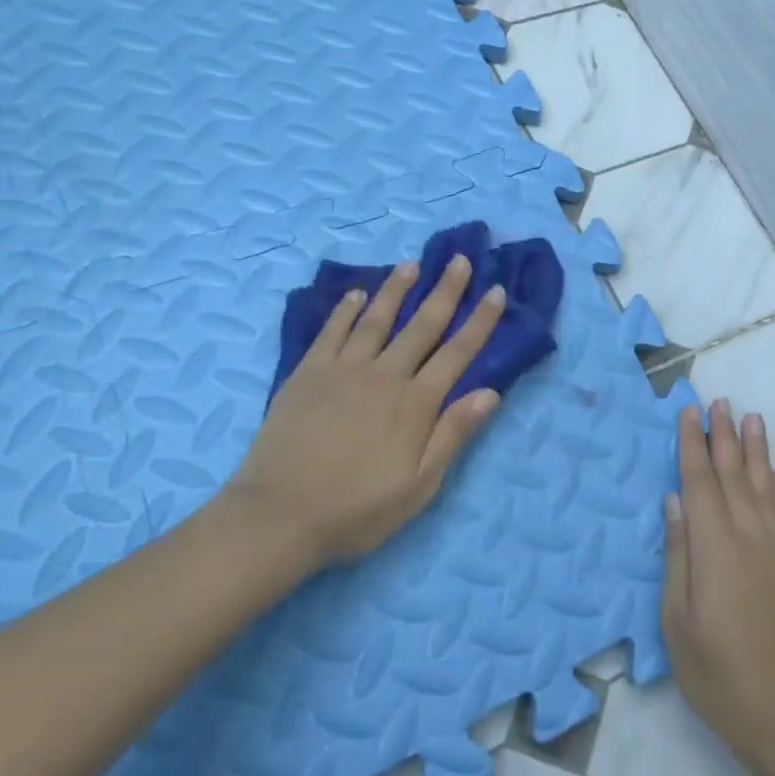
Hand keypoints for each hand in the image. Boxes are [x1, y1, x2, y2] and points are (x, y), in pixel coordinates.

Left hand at [227, 254, 505, 565]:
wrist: (279, 515)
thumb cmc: (357, 510)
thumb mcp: (420, 486)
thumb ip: (453, 435)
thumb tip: (490, 392)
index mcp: (415, 404)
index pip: (458, 353)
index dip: (480, 321)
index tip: (495, 292)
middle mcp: (384, 376)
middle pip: (422, 325)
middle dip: (445, 291)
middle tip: (460, 260)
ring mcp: (342, 370)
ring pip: (376, 319)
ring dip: (396, 290)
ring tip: (410, 264)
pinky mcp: (307, 373)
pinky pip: (331, 331)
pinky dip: (345, 310)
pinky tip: (356, 294)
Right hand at [662, 399, 774, 769]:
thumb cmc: (717, 674)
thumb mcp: (677, 621)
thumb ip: (678, 556)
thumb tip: (675, 502)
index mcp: (713, 547)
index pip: (699, 482)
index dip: (692, 444)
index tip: (688, 412)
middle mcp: (748, 536)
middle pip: (733, 475)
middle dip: (724, 436)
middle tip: (720, 401)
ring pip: (763, 486)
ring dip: (755, 450)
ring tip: (751, 418)